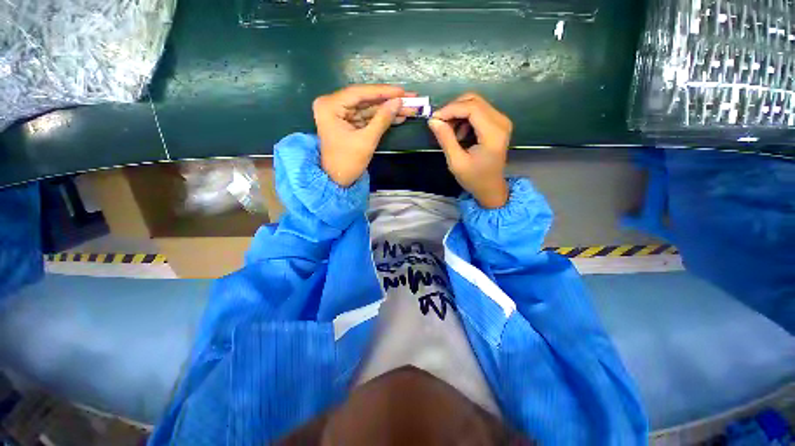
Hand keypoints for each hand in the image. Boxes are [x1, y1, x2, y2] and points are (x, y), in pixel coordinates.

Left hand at [313, 84, 412, 186]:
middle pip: (365, 99)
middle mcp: (332, 105)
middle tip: (410, 98)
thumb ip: (382, 119)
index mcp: (330, 106)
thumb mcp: (366, 140)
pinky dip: (381, 118)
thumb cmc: (348, 162)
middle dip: (388, 100)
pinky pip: (366, 117)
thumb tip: (399, 102)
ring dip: (388, 109)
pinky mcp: (347, 122)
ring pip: (368, 108)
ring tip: (409, 108)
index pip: (360, 93)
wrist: (338, 181)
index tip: (402, 91)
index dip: (383, 92)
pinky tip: (398, 116)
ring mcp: (340, 114)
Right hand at [428, 93, 511, 208]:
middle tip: (439, 124)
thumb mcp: (456, 162)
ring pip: (475, 104)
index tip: (434, 119)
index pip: (472, 108)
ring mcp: (501, 121)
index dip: (450, 109)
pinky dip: (464, 118)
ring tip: (449, 133)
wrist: (491, 188)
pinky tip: (459, 134)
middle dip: (453, 109)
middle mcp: (501, 121)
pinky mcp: (498, 123)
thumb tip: (433, 120)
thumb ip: (445, 139)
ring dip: (458, 113)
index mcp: (493, 133)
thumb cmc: (474, 178)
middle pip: (474, 101)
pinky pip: (478, 111)